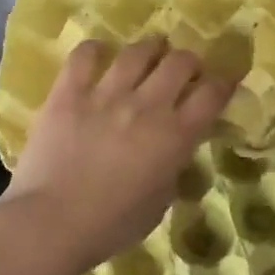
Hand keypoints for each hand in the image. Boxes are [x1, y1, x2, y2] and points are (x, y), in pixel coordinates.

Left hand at [5, 37, 233, 271]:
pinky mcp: (70, 92)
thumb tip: (174, 152)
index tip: (222, 82)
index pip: (212, 94)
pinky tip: (98, 54)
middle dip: (188, 62)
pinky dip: (94, 50)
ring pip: (138, 51)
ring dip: (150, 48)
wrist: (51, 224)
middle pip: (180, 62)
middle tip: (183, 70)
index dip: (223, 83)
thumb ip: (172, 168)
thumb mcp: (159, 202)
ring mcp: (107, 94)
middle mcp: (147, 105)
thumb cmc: (111, 225)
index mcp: (175, 135)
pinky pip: (85, 56)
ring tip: (150, 51)